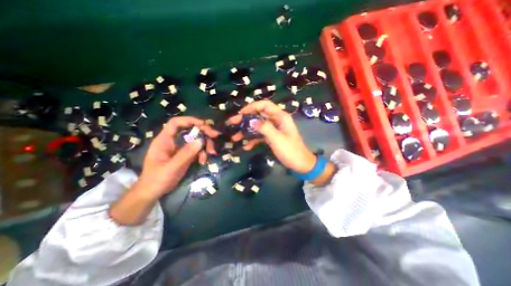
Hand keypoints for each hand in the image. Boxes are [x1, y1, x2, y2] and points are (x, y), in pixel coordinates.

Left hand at [139, 116, 218, 198]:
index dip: (190, 120)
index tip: (204, 125)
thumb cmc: (157, 180)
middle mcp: (173, 141)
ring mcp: (179, 148)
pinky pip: (196, 149)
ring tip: (211, 154)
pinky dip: (202, 153)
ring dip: (205, 145)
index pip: (176, 123)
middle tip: (215, 136)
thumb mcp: (172, 167)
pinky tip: (203, 161)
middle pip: (190, 130)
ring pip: (195, 140)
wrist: (152, 192)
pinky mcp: (184, 155)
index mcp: (164, 140)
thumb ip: (186, 154)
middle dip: (203, 133)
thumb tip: (201, 140)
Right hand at [227, 100, 315, 172]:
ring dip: (247, 131)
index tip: (240, 113)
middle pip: (259, 115)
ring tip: (235, 137)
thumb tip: (251, 121)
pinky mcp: (272, 138)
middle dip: (245, 119)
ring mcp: (274, 130)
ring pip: (258, 126)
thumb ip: (265, 128)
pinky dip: (253, 140)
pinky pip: (260, 136)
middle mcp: (276, 121)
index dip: (252, 107)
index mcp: (280, 117)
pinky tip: (246, 146)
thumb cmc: (291, 151)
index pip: (265, 105)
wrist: (300, 165)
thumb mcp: (277, 139)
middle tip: (232, 123)